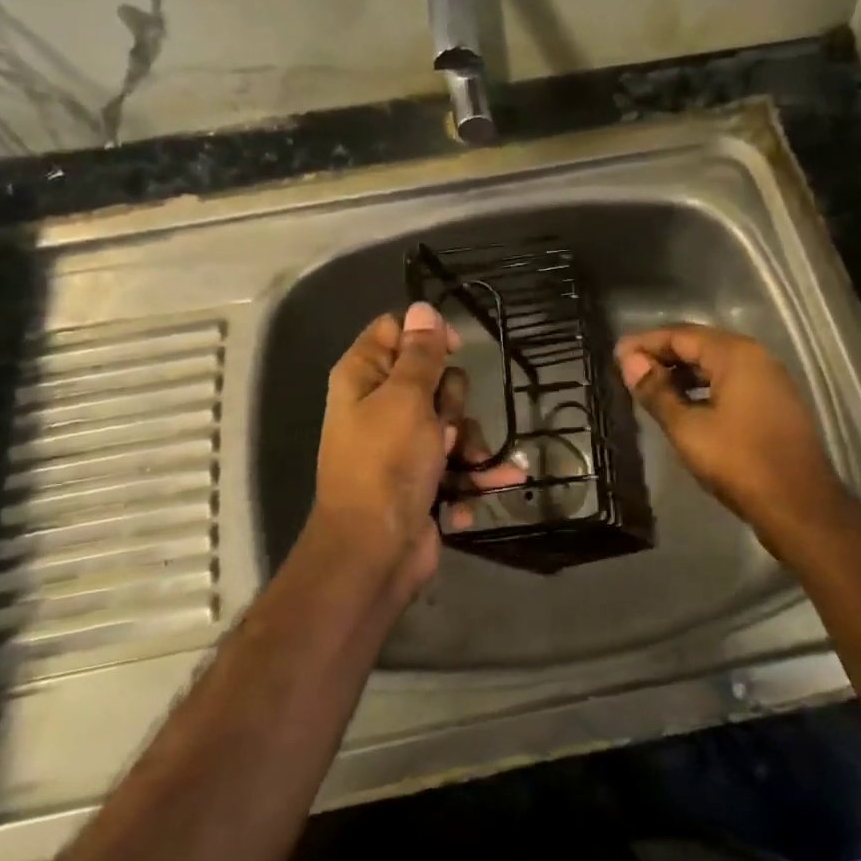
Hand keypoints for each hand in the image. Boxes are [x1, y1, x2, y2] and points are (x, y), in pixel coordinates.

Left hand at [310, 303, 522, 600]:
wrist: (376, 552)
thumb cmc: (387, 465)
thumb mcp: (406, 400)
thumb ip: (419, 354)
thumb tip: (422, 307)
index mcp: (363, 378)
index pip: (396, 331)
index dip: (427, 335)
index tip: (453, 350)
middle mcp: (380, 407)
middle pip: (434, 378)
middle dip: (452, 402)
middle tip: (441, 425)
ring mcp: (403, 445)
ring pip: (453, 421)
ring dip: (468, 443)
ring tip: (461, 464)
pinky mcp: (423, 478)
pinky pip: (458, 462)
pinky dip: (473, 475)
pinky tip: (496, 484)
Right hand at [616, 324, 846, 541]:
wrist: (799, 506)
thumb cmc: (739, 462)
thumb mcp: (688, 428)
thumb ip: (656, 392)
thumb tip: (629, 362)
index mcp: (735, 354)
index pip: (681, 335)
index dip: (645, 343)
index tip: (616, 354)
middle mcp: (756, 357)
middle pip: (700, 345)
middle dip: (663, 355)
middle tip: (628, 369)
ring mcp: (770, 380)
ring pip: (717, 364)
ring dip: (683, 372)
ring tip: (650, 387)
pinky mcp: (774, 403)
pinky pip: (731, 382)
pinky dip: (704, 387)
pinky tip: (684, 405)